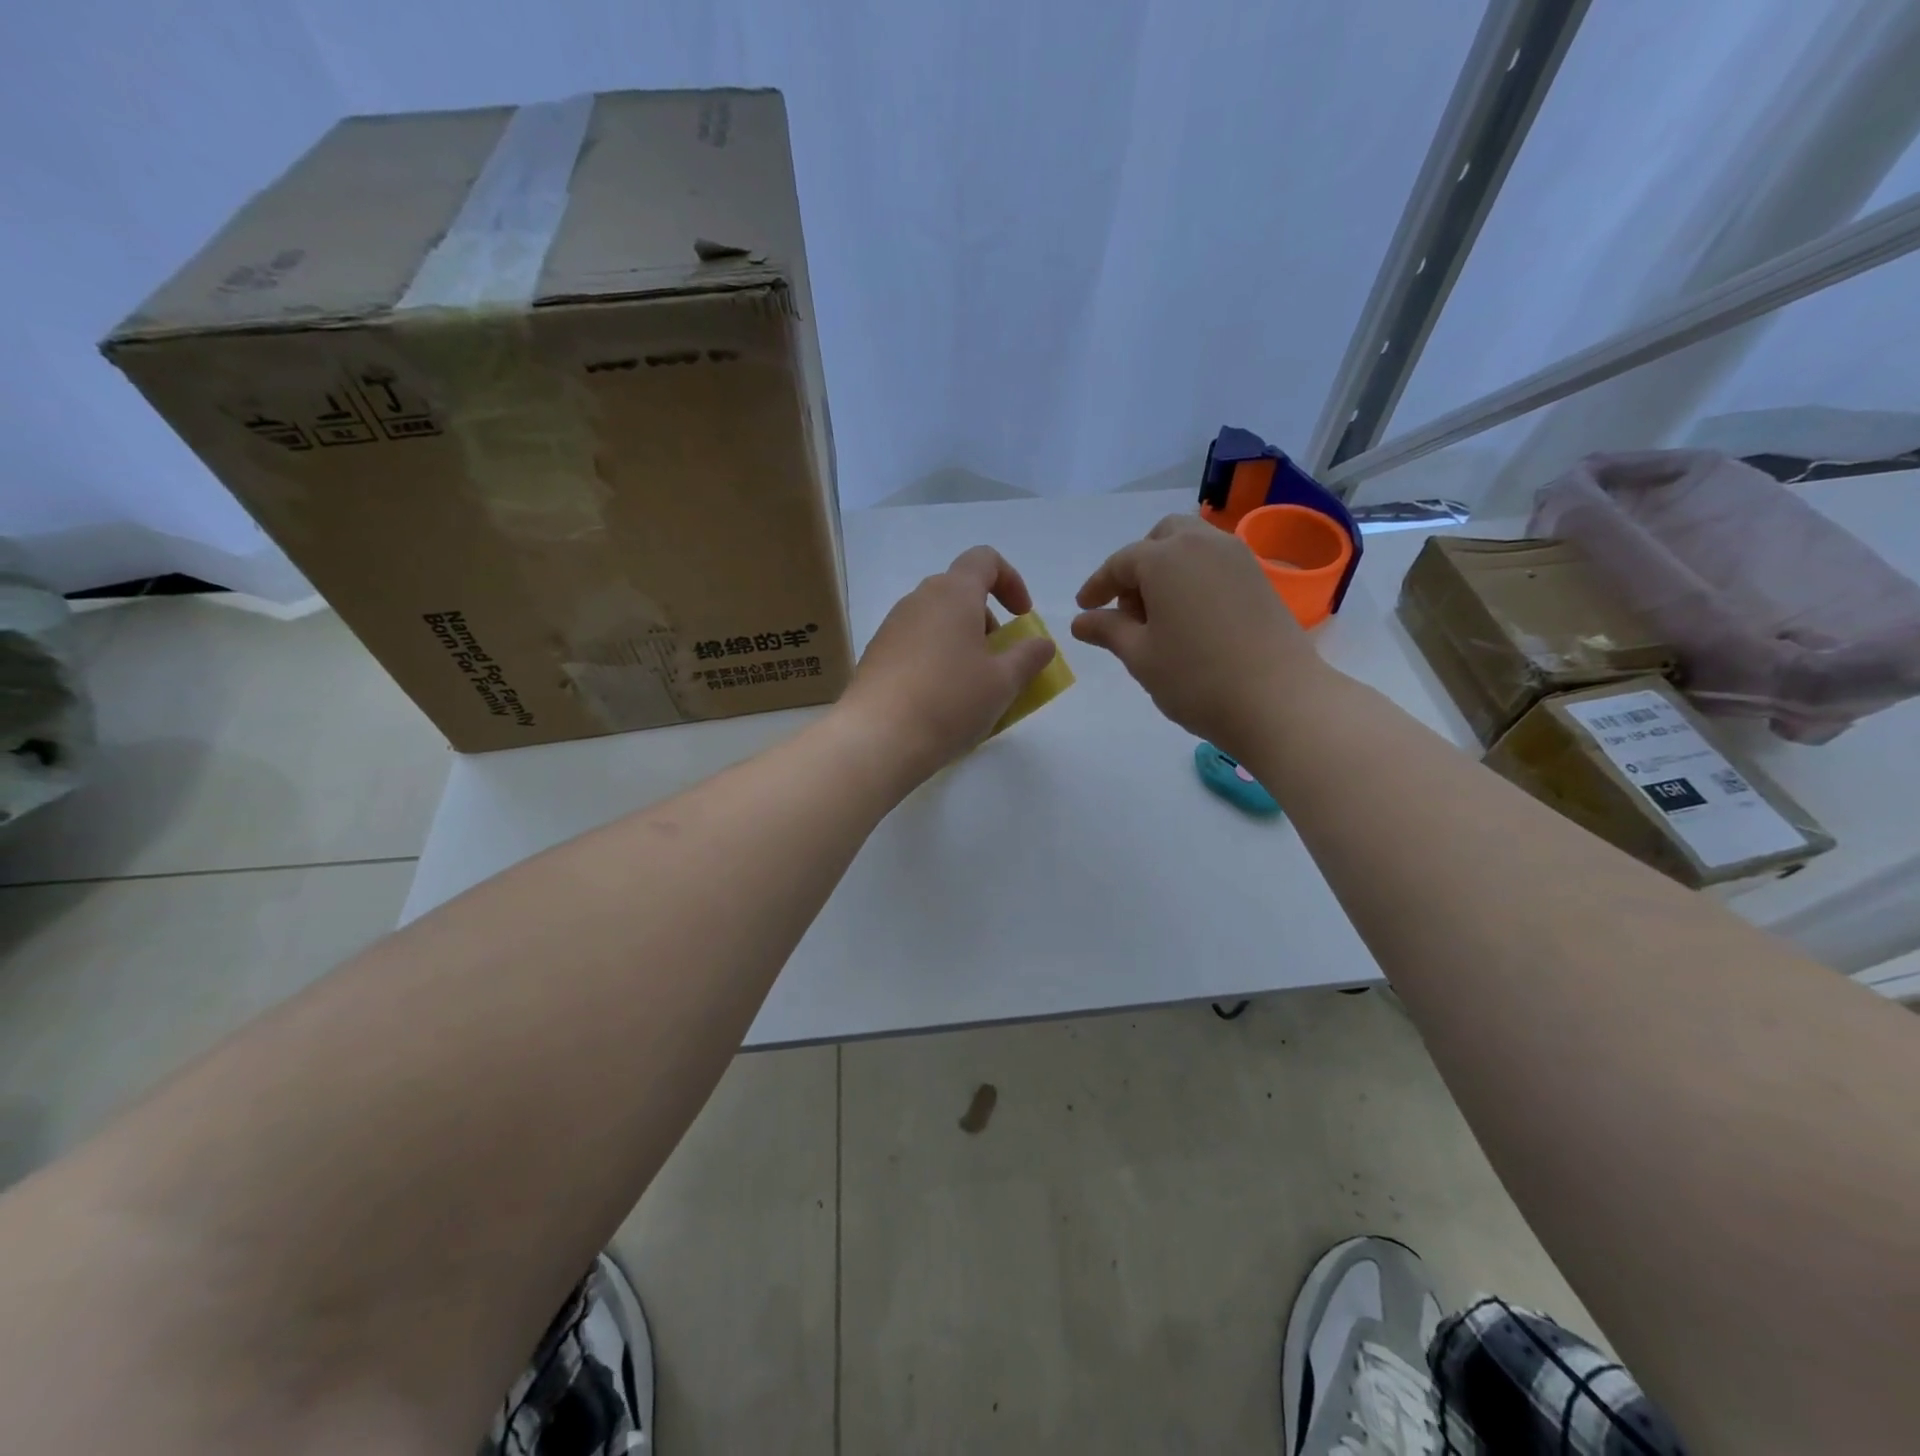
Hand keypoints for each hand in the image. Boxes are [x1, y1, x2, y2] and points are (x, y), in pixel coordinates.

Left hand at [837, 546, 1056, 783]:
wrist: (878, 738)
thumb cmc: (950, 701)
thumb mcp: (1003, 682)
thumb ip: (1029, 657)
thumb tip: (1041, 644)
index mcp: (953, 593)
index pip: (984, 560)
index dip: (1011, 581)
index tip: (1022, 617)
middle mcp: (918, 600)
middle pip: (960, 593)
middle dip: (987, 622)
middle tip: (1000, 662)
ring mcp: (892, 627)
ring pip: (936, 622)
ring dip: (962, 644)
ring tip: (973, 688)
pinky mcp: (876, 655)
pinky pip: (916, 646)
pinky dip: (937, 661)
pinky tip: (941, 702)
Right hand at [1072, 514, 1326, 756]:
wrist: (1278, 701)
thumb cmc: (1196, 679)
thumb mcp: (1140, 656)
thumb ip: (1108, 630)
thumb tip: (1081, 621)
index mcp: (1166, 558)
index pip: (1121, 563)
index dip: (1098, 585)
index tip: (1085, 608)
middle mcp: (1203, 544)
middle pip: (1161, 538)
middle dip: (1138, 565)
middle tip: (1128, 608)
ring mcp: (1238, 558)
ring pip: (1192, 546)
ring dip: (1168, 568)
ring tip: (1159, 615)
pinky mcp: (1260, 579)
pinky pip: (1216, 563)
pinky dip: (1195, 577)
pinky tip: (1190, 618)